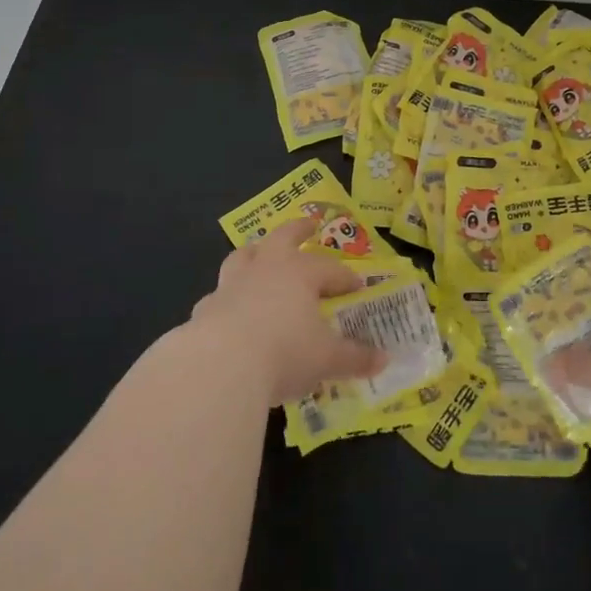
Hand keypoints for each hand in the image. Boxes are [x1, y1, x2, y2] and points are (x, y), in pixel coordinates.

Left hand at [189, 218, 387, 405]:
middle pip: (283, 237)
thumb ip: (355, 358)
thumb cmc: (284, 353)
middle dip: (298, 229)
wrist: (221, 365)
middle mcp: (266, 268)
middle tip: (308, 225)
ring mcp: (233, 284)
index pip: (330, 269)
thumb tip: (384, 360)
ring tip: (260, 253)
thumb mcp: (327, 359)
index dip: (345, 278)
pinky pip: (220, 294)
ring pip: (244, 255)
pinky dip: (228, 297)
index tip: (357, 288)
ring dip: (255, 252)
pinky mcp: (207, 307)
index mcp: (300, 273)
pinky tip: (230, 309)